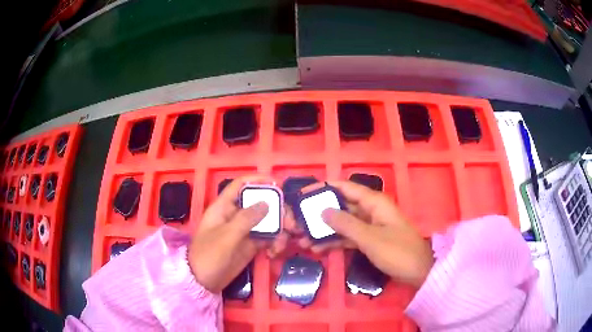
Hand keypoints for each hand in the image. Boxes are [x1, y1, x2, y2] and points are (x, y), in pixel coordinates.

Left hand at [188, 176, 288, 292]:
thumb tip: (267, 203)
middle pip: (260, 203)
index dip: (258, 180)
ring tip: (282, 244)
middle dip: (278, 211)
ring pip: (268, 221)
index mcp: (224, 207)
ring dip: (280, 229)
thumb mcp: (226, 237)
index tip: (279, 184)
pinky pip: (268, 237)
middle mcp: (236, 215)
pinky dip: (275, 243)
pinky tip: (274, 253)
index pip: (241, 185)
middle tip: (291, 224)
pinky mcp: (251, 244)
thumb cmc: (209, 255)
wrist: (204, 281)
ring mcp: (244, 230)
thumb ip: (246, 219)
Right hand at [300, 181, 433, 287]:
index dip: (324, 188)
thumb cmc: (397, 251)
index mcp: (374, 202)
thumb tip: (322, 210)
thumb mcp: (369, 238)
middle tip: (298, 221)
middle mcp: (370, 210)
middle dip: (320, 213)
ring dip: (324, 230)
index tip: (304, 193)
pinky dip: (335, 241)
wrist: (418, 272)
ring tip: (302, 238)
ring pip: (343, 223)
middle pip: (341, 206)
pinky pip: (348, 237)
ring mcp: (369, 226)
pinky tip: (318, 248)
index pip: (346, 187)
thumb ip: (345, 224)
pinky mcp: (369, 240)